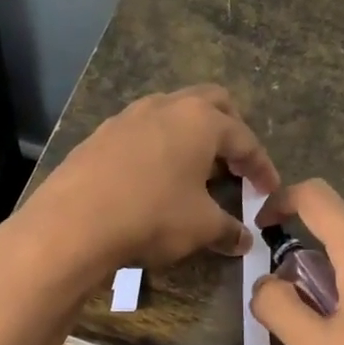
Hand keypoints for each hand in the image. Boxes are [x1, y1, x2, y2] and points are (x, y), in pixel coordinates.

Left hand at [15, 85, 280, 287]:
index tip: (269, 190)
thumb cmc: (152, 216)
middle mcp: (166, 107)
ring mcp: (128, 116)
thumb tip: (244, 240)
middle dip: (230, 130)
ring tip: (194, 169)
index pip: (245, 139)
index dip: (262, 166)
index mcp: (201, 121)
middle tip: (234, 162)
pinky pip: (141, 132)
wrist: (74, 221)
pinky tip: (152, 178)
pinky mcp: (100, 135)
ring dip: (189, 136)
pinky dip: (157, 148)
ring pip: (171, 113)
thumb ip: (228, 230)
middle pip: (212, 103)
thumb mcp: (200, 227)